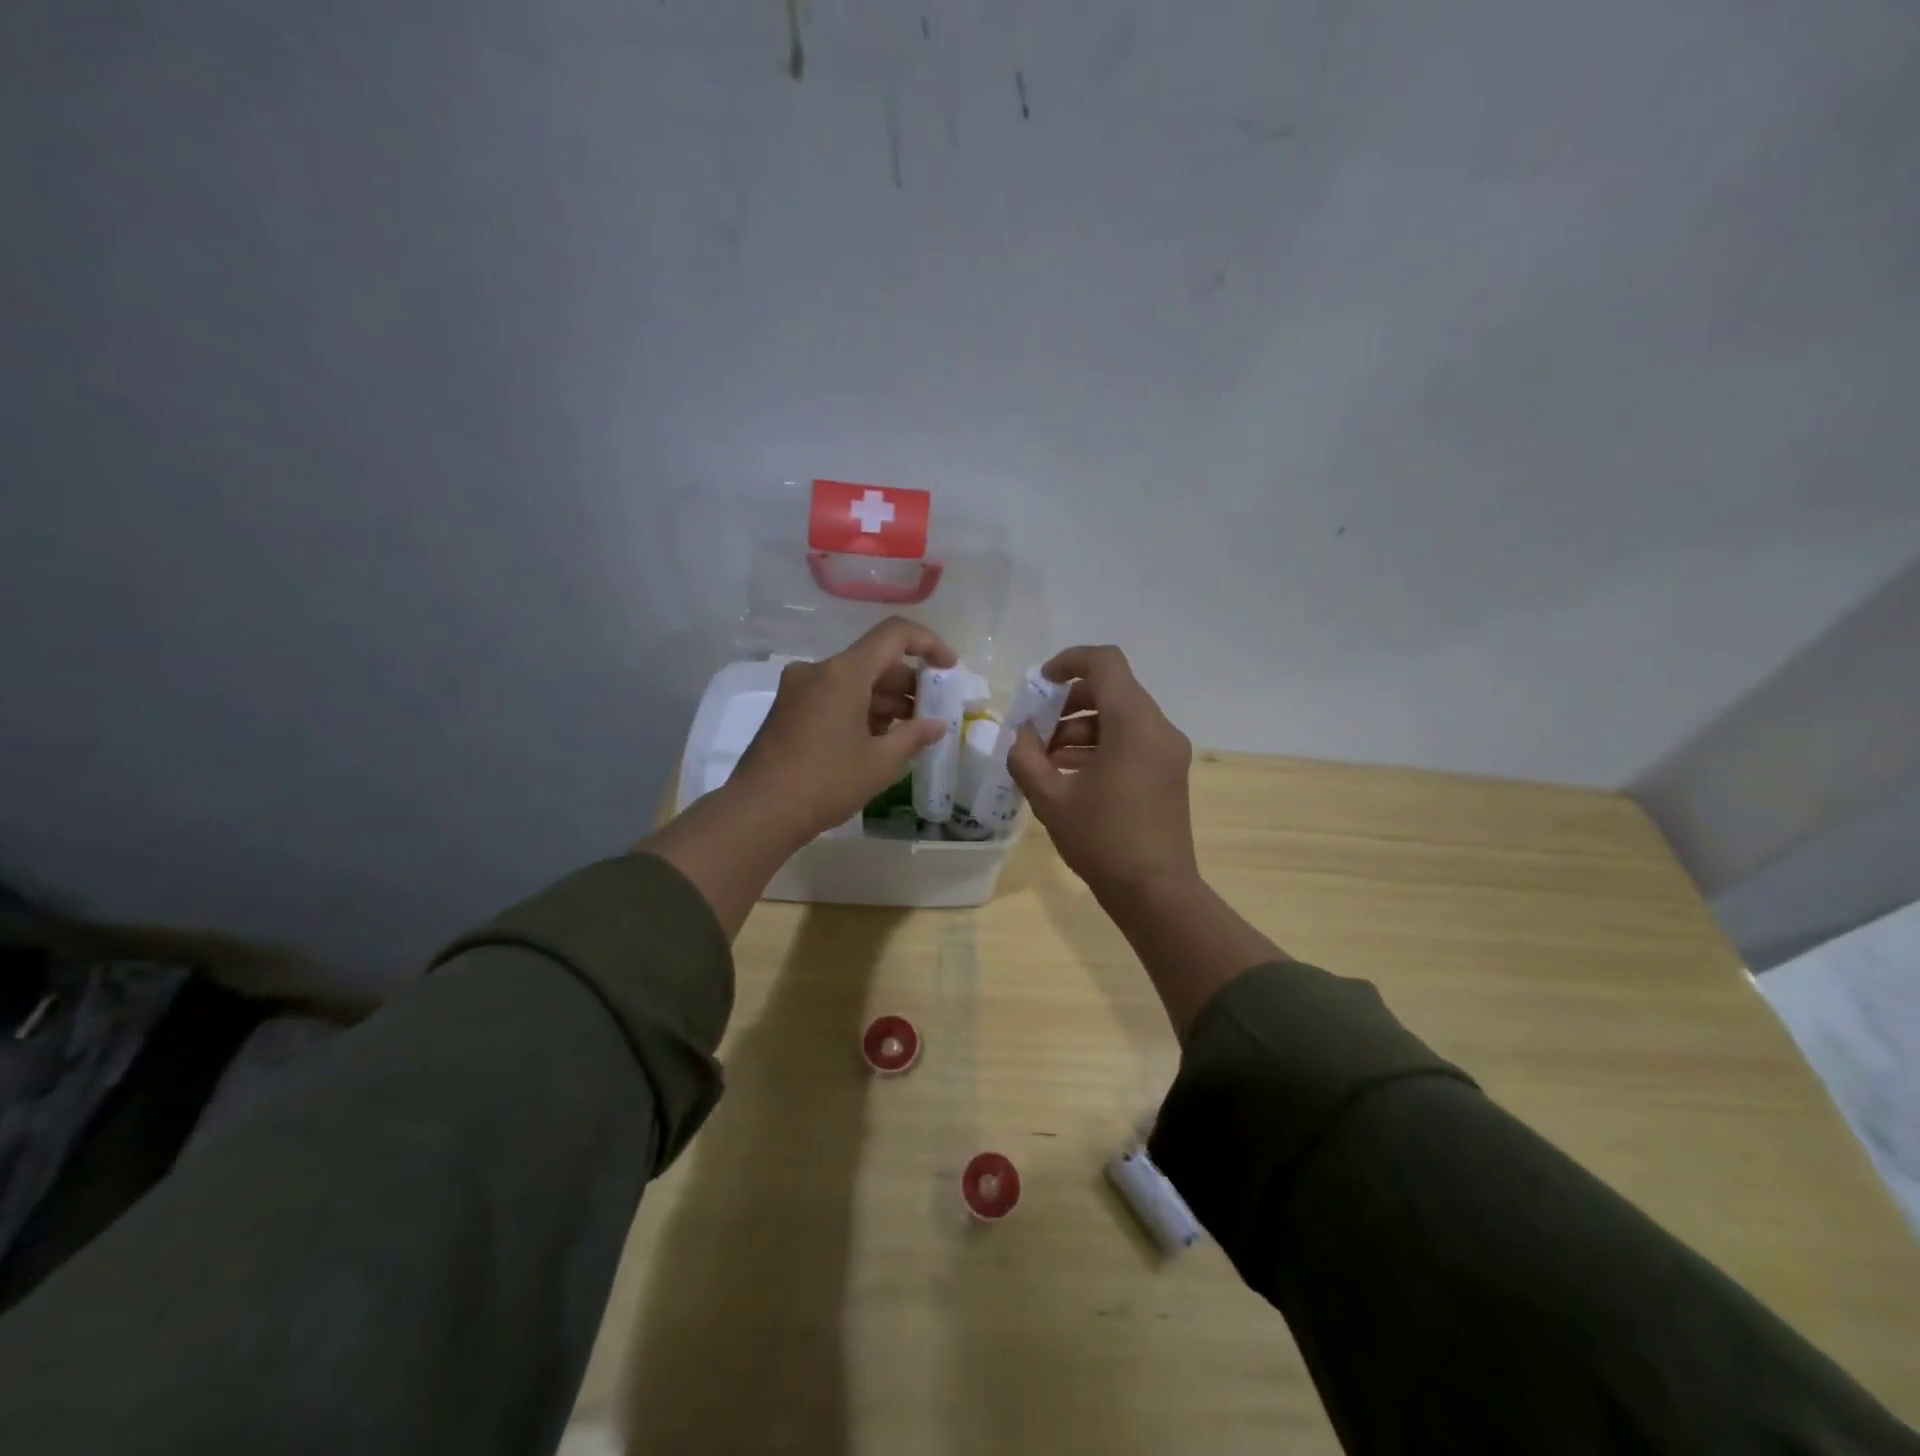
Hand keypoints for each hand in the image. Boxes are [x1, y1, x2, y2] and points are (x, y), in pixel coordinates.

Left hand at [730, 615, 957, 844]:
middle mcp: (818, 670)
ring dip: (884, 699)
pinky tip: (877, 740)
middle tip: (932, 713)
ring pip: (853, 681)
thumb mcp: (880, 762)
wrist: (759, 812)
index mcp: (843, 672)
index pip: (894, 634)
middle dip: (908, 683)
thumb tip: (936, 725)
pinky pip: (833, 696)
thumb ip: (914, 736)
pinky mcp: (788, 710)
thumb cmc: (826, 782)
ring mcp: (798, 689)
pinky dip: (860, 709)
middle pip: (874, 660)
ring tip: (909, 732)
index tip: (949, 669)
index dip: (929, 644)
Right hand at [1007, 645, 1198, 898]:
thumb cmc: (1102, 840)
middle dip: (1068, 703)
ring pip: (1120, 717)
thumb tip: (1022, 735)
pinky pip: (1132, 740)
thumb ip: (1026, 757)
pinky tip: (1070, 774)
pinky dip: (1100, 745)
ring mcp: (1168, 751)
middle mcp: (1158, 728)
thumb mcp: (1050, 798)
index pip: (1105, 662)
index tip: (1041, 683)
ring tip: (1046, 759)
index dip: (1069, 661)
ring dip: (1081, 727)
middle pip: (1112, 689)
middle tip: (1036, 730)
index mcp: (1133, 723)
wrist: (1155, 891)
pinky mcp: (1168, 772)